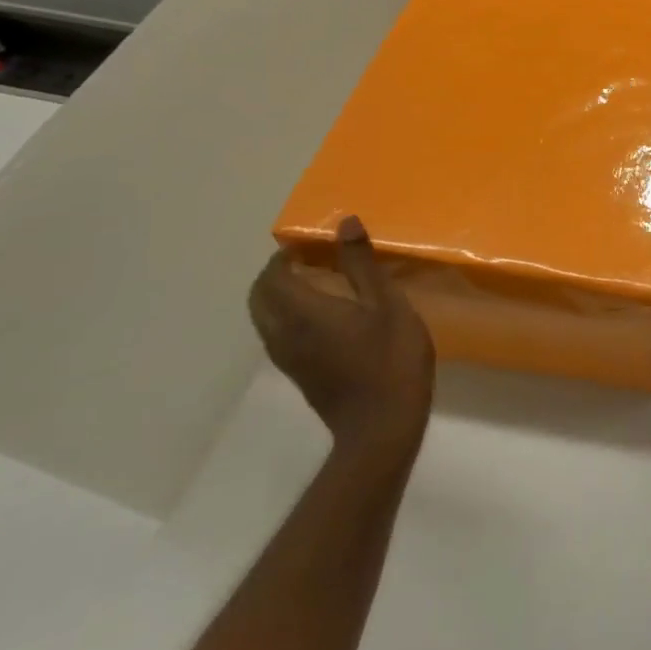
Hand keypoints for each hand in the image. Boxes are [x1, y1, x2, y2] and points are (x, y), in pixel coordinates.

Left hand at [249, 215, 434, 467]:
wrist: (382, 426)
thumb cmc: (390, 359)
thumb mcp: (387, 304)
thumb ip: (362, 263)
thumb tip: (344, 223)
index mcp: (302, 312)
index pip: (272, 275)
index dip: (286, 254)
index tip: (314, 242)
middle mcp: (283, 333)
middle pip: (260, 296)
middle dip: (278, 273)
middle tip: (314, 258)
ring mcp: (287, 357)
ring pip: (266, 317)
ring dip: (282, 295)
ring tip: (322, 282)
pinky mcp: (298, 373)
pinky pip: (279, 334)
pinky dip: (290, 315)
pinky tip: (328, 315)